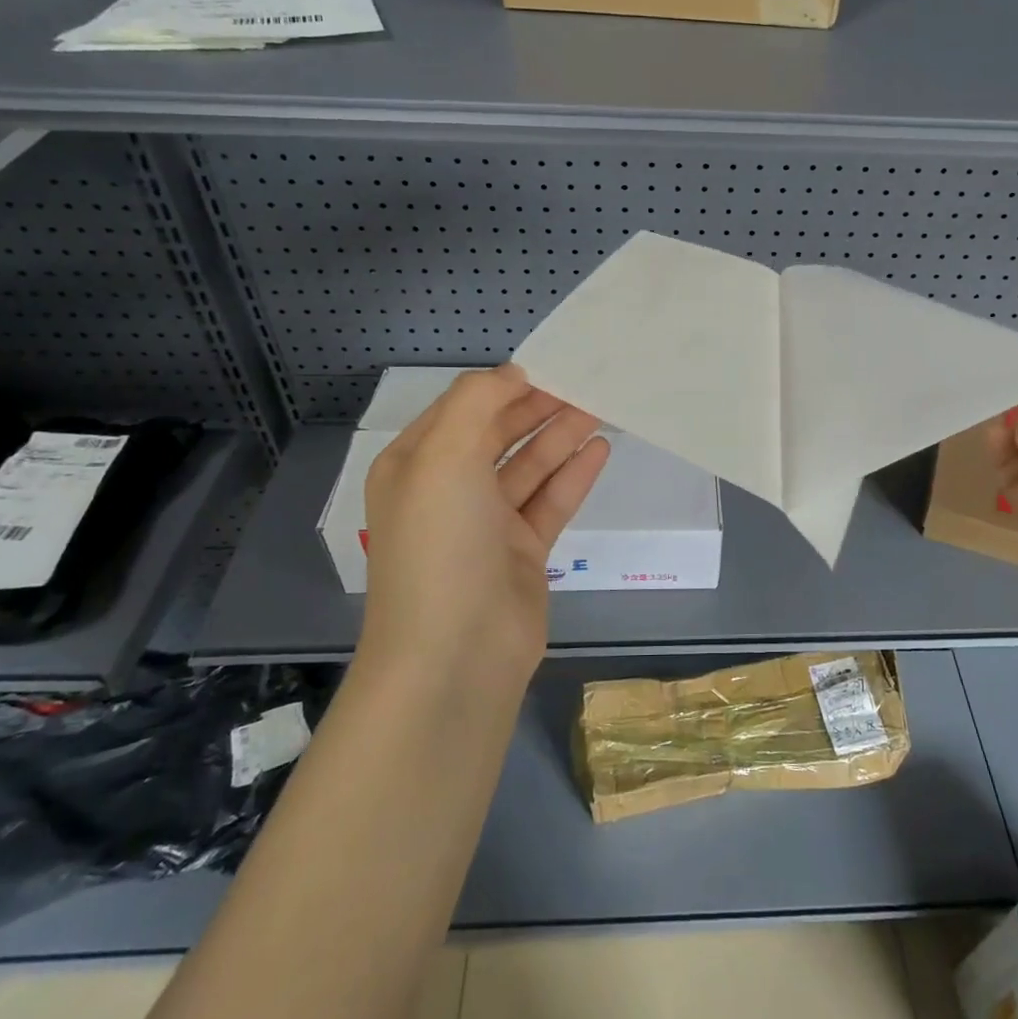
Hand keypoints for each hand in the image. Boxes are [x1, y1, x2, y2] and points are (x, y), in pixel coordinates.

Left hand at [359, 365, 609, 693]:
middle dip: (538, 406)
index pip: (464, 408)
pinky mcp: (521, 553)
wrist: (455, 656)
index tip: (552, 362)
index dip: (506, 383)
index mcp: (416, 465)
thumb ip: (478, 401)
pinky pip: (550, 502)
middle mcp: (448, 491)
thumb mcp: (444, 455)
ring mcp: (486, 524)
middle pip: (499, 434)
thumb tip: (514, 374)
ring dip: (560, 436)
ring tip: (601, 406)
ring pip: (529, 467)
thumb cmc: (441, 543)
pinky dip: (573, 475)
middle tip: (586, 381)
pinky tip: (600, 449)